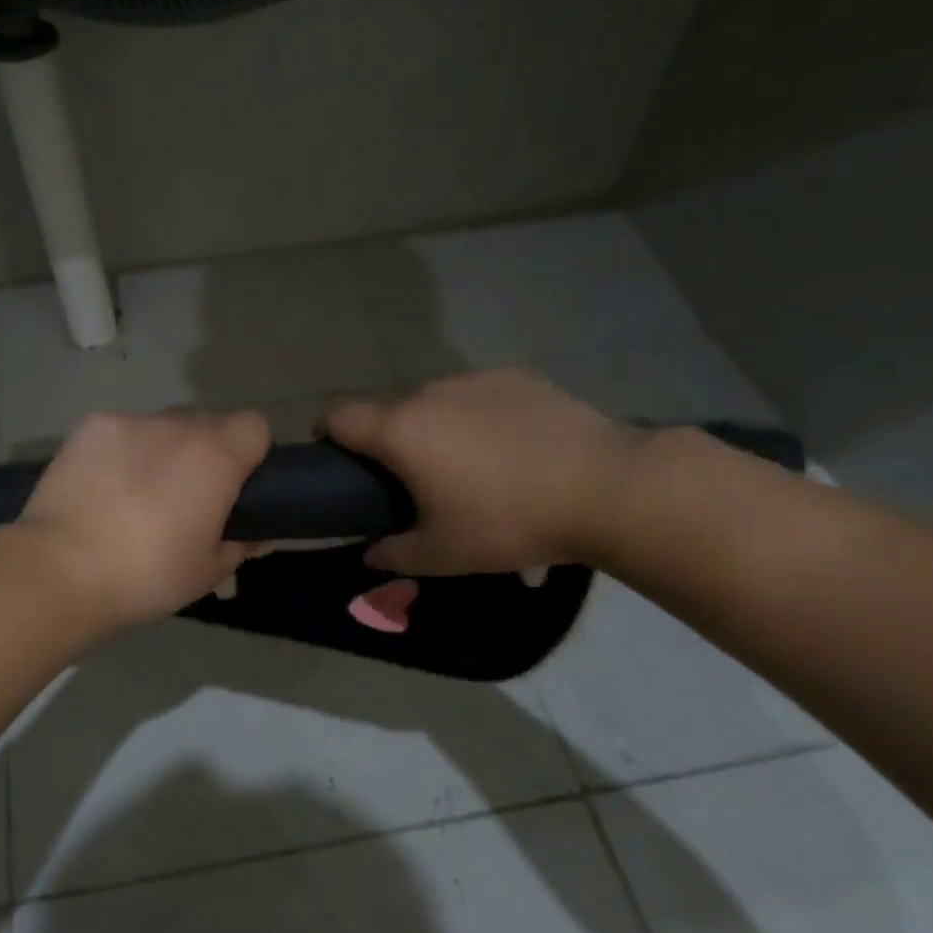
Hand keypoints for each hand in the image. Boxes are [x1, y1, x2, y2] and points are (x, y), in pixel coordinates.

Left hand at [18, 409, 271, 628]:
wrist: (62, 569)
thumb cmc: (147, 574)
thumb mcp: (208, 572)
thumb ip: (241, 545)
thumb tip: (257, 534)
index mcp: (215, 456)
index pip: (254, 426)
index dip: (250, 452)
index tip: (236, 485)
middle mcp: (177, 426)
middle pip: (207, 424)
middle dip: (205, 452)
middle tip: (186, 496)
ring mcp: (130, 421)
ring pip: (162, 427)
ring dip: (162, 449)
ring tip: (137, 492)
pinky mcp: (90, 426)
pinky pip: (122, 431)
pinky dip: (121, 451)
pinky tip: (102, 484)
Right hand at [323, 370, 643, 574]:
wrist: (606, 487)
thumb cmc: (508, 521)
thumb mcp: (444, 554)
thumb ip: (394, 554)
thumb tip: (369, 554)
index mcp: (401, 431)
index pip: (340, 417)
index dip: (326, 433)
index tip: (334, 458)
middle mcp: (430, 394)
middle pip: (390, 411)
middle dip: (389, 441)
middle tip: (411, 479)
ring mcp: (476, 381)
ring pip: (436, 401)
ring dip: (435, 427)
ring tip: (467, 464)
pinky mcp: (518, 378)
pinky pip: (479, 396)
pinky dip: (478, 416)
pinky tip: (509, 447)